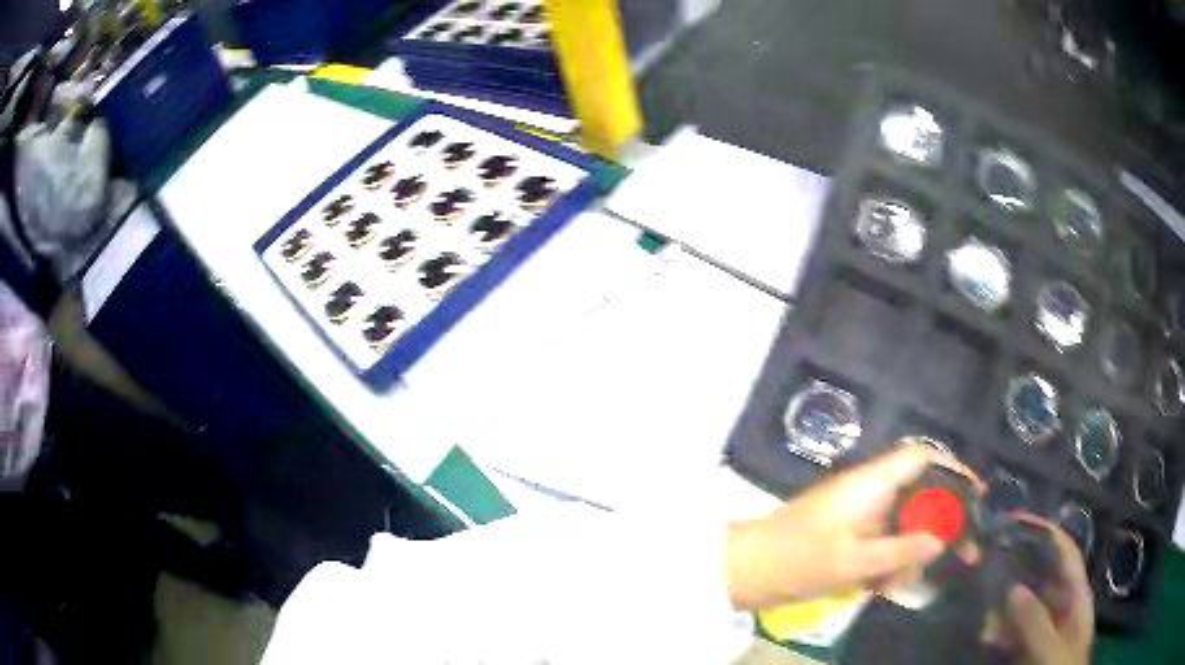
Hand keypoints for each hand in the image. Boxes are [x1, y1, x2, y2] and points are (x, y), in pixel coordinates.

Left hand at [725, 444, 950, 609]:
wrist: (746, 569)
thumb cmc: (798, 561)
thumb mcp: (854, 562)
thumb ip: (901, 550)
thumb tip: (941, 540)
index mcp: (870, 483)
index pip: (921, 457)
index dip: (952, 468)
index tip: (976, 496)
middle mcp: (868, 490)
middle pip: (920, 493)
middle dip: (940, 523)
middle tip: (962, 551)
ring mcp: (858, 512)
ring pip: (903, 522)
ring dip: (911, 551)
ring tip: (905, 584)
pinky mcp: (849, 532)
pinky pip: (883, 540)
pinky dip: (890, 561)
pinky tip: (885, 586)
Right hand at [992, 517, 1093, 664]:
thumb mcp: (1052, 650)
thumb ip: (1037, 623)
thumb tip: (1014, 588)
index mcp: (1077, 595)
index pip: (1065, 552)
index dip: (1045, 531)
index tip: (1015, 521)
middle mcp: (1063, 605)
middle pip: (1043, 576)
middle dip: (1018, 568)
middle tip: (987, 564)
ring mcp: (1047, 628)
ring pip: (1025, 606)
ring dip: (1004, 605)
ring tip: (979, 604)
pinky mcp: (1032, 648)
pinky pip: (1014, 633)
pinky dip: (999, 631)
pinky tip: (984, 635)